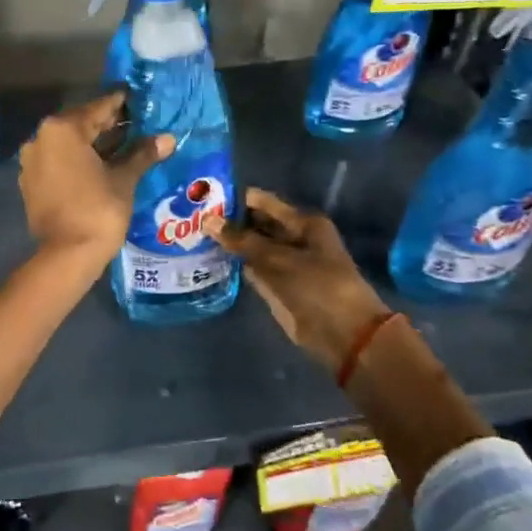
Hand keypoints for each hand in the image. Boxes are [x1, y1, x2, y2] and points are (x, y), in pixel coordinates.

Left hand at [18, 92, 172, 273]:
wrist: (67, 255)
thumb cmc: (98, 210)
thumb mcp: (123, 179)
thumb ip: (142, 154)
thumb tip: (168, 139)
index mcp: (62, 130)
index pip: (98, 108)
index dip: (121, 104)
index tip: (138, 98)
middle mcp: (40, 138)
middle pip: (80, 124)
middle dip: (108, 124)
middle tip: (136, 123)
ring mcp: (32, 161)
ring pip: (68, 144)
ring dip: (93, 143)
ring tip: (124, 144)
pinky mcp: (31, 182)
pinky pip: (58, 161)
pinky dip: (78, 160)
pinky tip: (101, 166)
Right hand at [209, 188, 388, 369]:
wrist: (341, 333)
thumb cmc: (318, 286)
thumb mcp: (279, 258)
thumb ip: (242, 240)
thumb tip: (208, 220)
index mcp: (303, 223)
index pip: (262, 202)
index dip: (235, 199)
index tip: (202, 197)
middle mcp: (293, 238)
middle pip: (255, 224)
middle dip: (227, 221)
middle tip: (190, 216)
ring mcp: (283, 263)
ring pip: (250, 247)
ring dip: (227, 243)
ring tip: (192, 234)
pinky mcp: (274, 285)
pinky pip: (249, 267)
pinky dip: (232, 264)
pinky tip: (207, 258)